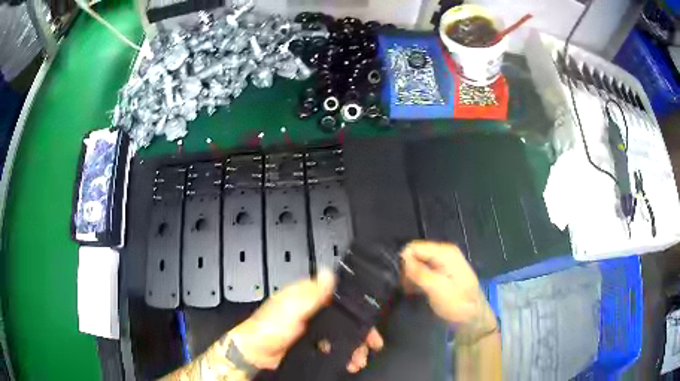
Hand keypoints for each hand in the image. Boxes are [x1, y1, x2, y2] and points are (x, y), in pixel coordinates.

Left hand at [229, 271, 383, 372]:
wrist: (255, 353)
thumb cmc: (268, 327)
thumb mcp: (291, 307)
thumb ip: (312, 293)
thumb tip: (329, 273)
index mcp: (307, 296)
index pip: (340, 295)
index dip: (358, 306)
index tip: (372, 318)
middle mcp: (313, 310)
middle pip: (346, 318)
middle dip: (361, 331)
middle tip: (372, 343)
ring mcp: (314, 328)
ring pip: (342, 334)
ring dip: (354, 346)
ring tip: (358, 358)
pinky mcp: (313, 343)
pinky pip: (335, 347)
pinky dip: (344, 354)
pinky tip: (348, 361)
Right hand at [401, 241, 494, 328]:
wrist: (473, 318)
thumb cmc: (457, 303)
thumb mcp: (437, 289)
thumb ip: (419, 272)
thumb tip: (401, 258)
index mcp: (445, 252)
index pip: (414, 247)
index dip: (404, 261)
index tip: (400, 279)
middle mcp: (443, 253)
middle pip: (415, 253)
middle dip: (406, 269)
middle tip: (404, 287)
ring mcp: (443, 263)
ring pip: (417, 263)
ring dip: (410, 276)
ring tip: (409, 291)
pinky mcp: (441, 273)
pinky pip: (422, 271)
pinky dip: (416, 280)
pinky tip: (414, 291)